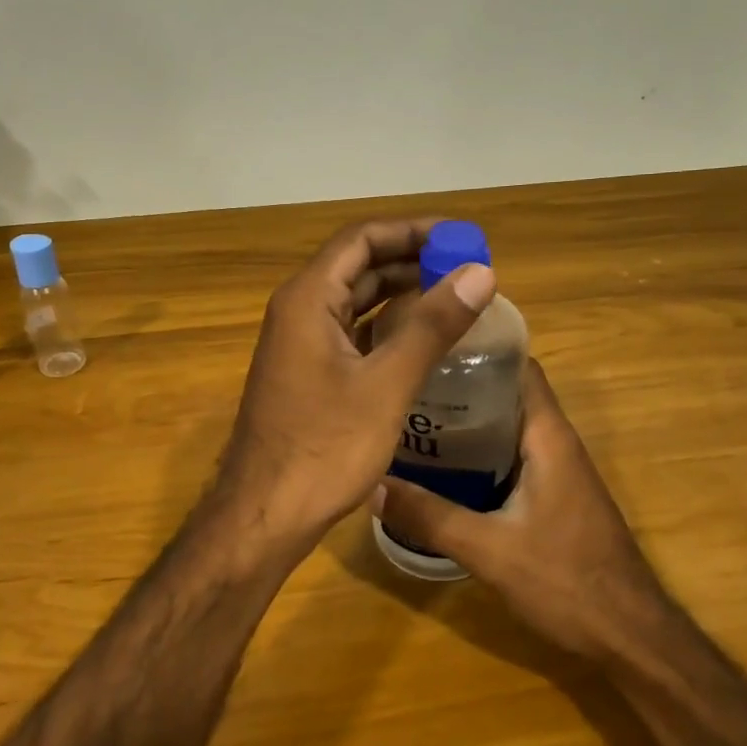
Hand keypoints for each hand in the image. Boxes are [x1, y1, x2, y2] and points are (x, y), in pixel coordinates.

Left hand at [210, 220, 496, 566]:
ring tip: (453, 296)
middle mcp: (298, 310)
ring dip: (401, 292)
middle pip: (359, 265)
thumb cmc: (325, 448)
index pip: (362, 238)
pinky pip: (351, 331)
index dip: (413, 230)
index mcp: (308, 298)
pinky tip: (420, 339)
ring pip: (355, 299)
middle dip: (412, 260)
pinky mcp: (307, 372)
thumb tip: (481, 273)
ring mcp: (299, 342)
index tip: (461, 238)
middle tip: (467, 268)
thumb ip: (433, 325)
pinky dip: (386, 326)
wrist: (265, 515)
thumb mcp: (387, 384)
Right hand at [376, 359, 673, 660]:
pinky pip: (510, 458)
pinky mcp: (553, 497)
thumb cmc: (568, 581)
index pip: (519, 367)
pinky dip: (478, 455)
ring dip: (466, 424)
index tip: (430, 345)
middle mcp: (555, 444)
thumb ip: (431, 517)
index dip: (479, 349)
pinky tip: (440, 471)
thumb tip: (370, 487)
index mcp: (548, 437)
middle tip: (405, 387)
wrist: (630, 636)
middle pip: (506, 394)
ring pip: (506, 429)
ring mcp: (557, 471)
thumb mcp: (490, 550)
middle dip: (459, 387)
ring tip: (411, 421)